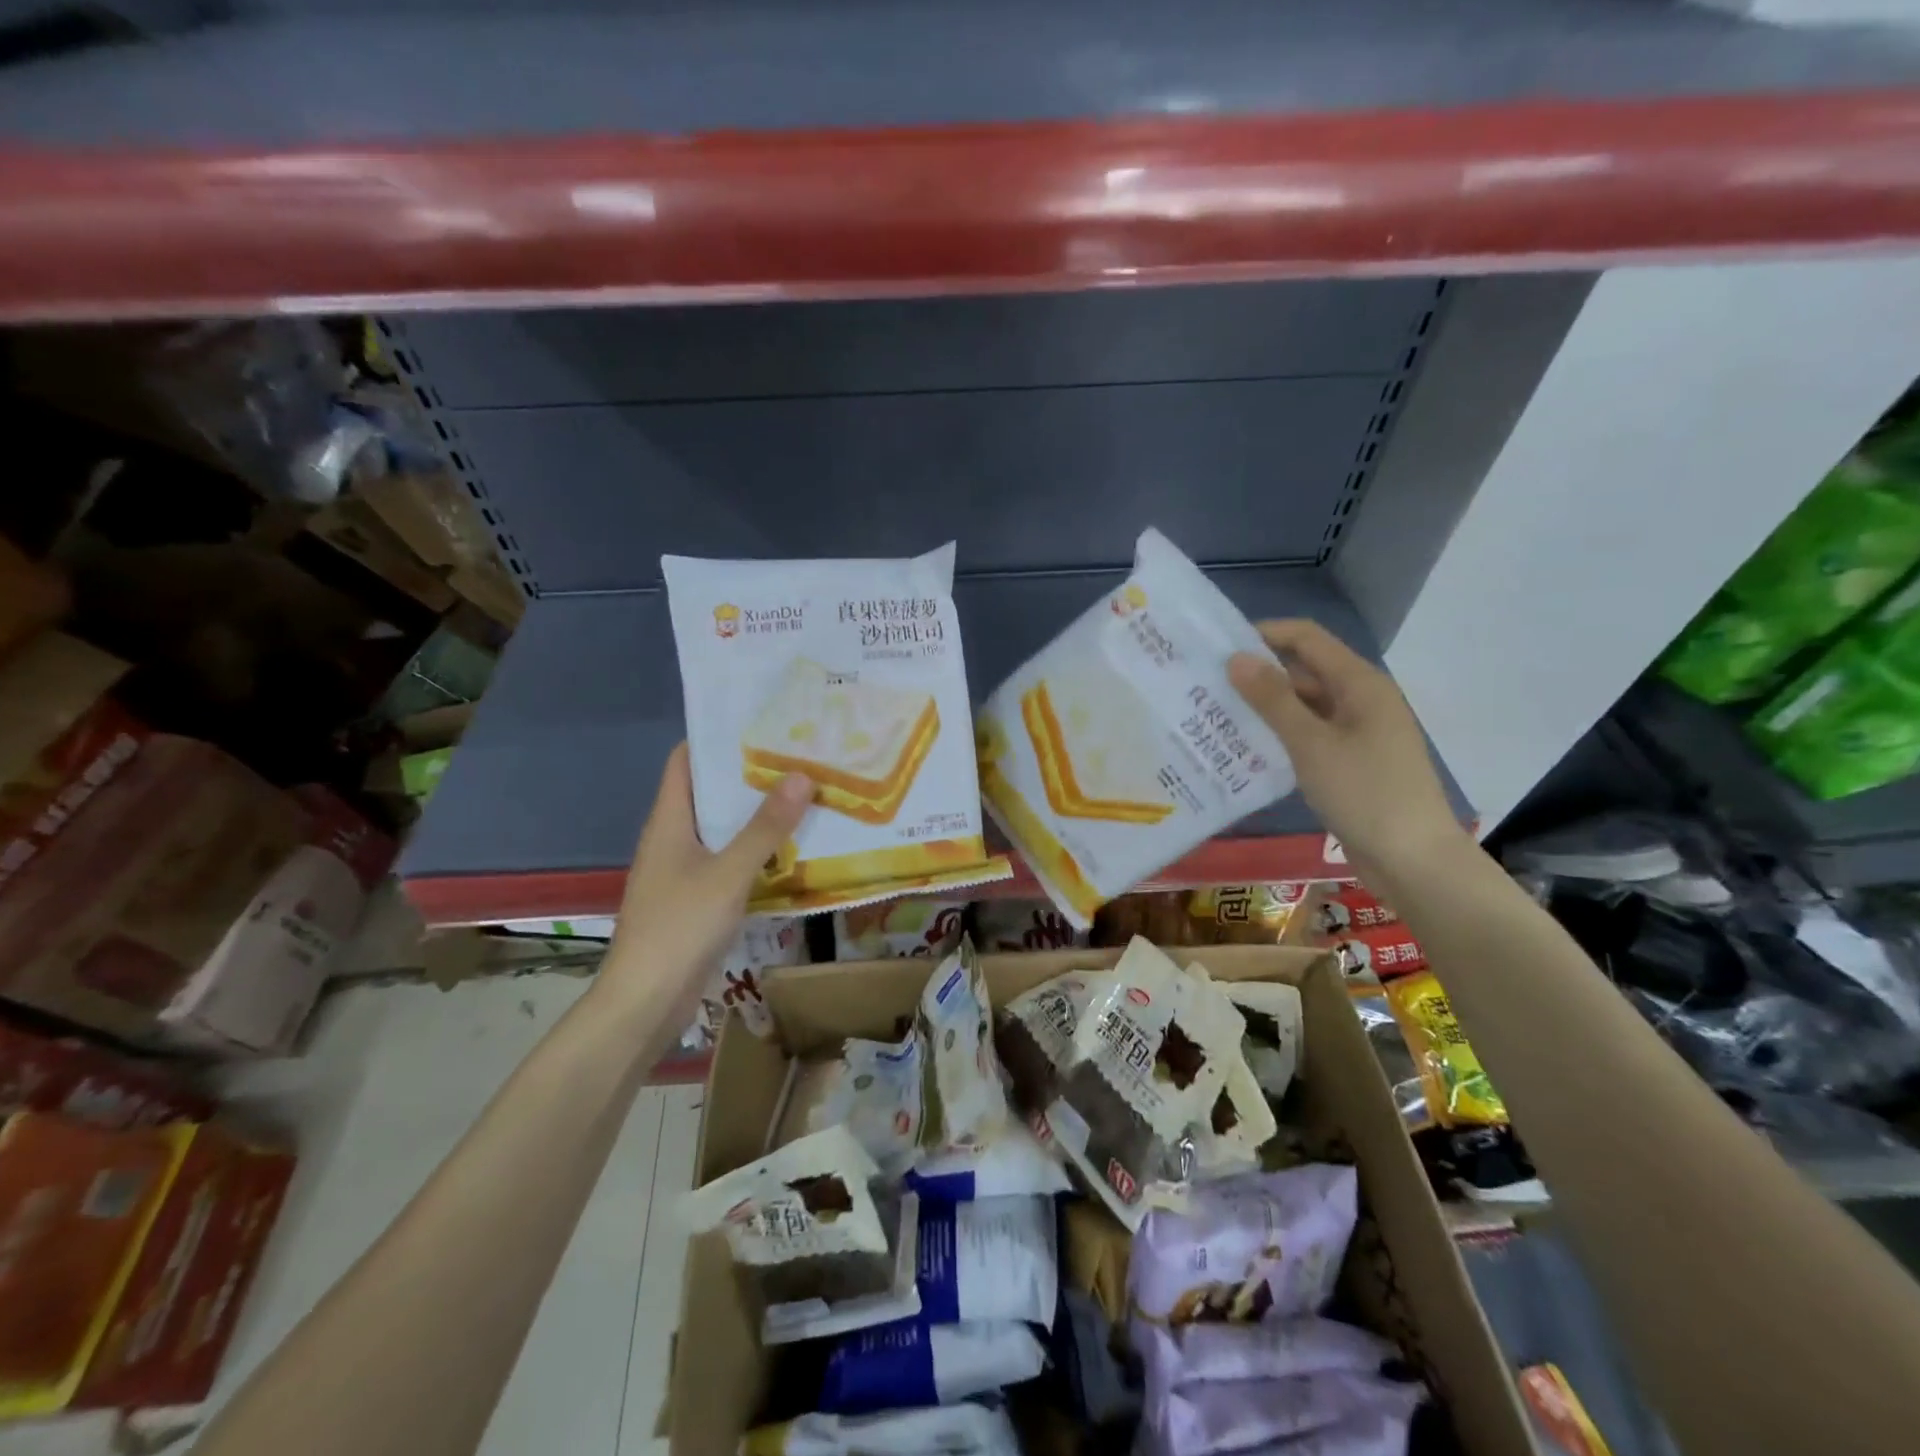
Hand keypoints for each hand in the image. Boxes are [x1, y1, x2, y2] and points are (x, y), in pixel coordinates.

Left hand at [600, 743, 812, 1017]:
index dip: (716, 738)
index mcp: (669, 821)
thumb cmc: (679, 926)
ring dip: (756, 815)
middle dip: (749, 776)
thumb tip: (801, 775)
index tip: (760, 723)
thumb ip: (765, 827)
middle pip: (709, 793)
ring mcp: (683, 871)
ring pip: (722, 830)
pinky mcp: (696, 899)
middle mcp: (673, 839)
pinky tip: (791, 849)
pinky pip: (729, 862)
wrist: (645, 1001)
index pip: (685, 761)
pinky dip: (756, 851)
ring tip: (804, 795)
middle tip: (797, 757)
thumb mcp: (729, 873)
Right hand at [1228, 620, 1464, 878]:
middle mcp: (1360, 700)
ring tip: (1214, 716)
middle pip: (1304, 671)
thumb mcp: (1311, 744)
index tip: (1217, 647)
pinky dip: (1279, 736)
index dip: (1264, 634)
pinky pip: (1308, 736)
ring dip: (1264, 708)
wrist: (1413, 861)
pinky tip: (1245, 749)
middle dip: (1257, 674)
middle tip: (1205, 686)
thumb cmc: (1365, 793)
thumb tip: (1236, 658)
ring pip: (1303, 706)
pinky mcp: (1349, 762)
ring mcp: (1357, 732)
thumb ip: (1273, 699)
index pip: (1306, 638)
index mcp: (1360, 683)